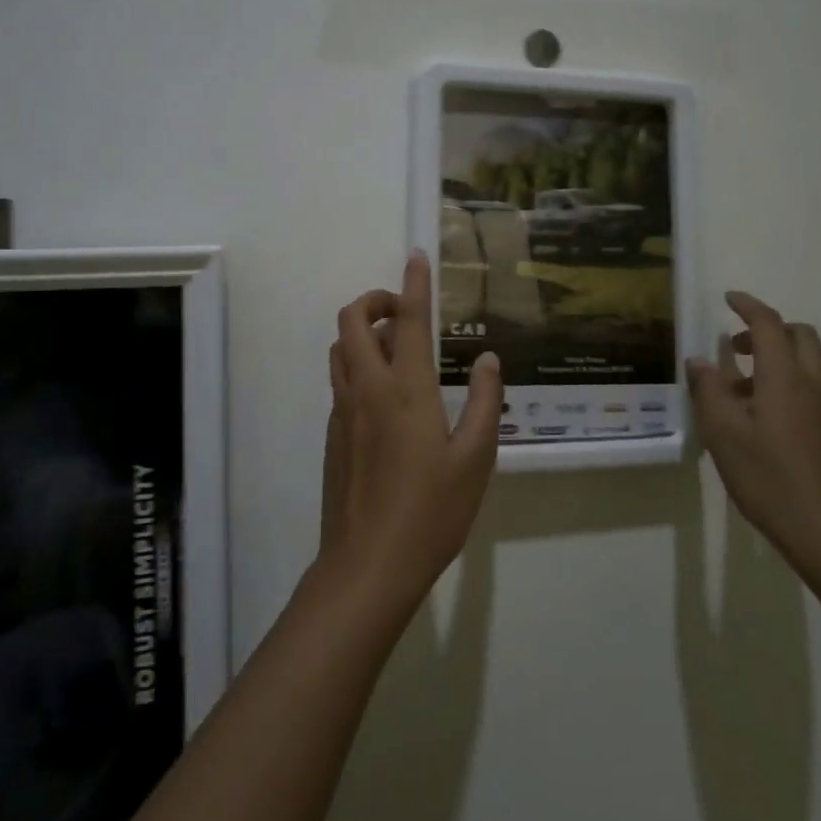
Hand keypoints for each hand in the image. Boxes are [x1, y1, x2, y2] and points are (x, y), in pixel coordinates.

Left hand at [318, 251, 503, 610]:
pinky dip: (357, 366)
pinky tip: (386, 398)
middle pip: (352, 320)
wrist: (368, 565)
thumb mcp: (476, 458)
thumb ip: (484, 401)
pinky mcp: (332, 435)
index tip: (417, 255)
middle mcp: (367, 388)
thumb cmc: (432, 511)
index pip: (408, 320)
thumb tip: (487, 358)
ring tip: (395, 349)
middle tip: (404, 311)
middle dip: (375, 300)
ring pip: (339, 348)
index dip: (413, 283)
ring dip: (361, 333)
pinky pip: (340, 381)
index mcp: (406, 389)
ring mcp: (343, 411)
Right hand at [685, 291, 820, 567]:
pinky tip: (762, 421)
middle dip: (768, 329)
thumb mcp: (724, 435)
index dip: (747, 305)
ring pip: (808, 364)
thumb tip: (700, 362)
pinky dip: (787, 385)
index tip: (728, 298)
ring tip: (740, 391)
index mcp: (785, 378)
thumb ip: (709, 392)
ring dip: (776, 360)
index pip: (768, 324)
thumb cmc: (771, 479)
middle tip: (735, 346)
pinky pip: (812, 390)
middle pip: (799, 336)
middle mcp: (814, 385)